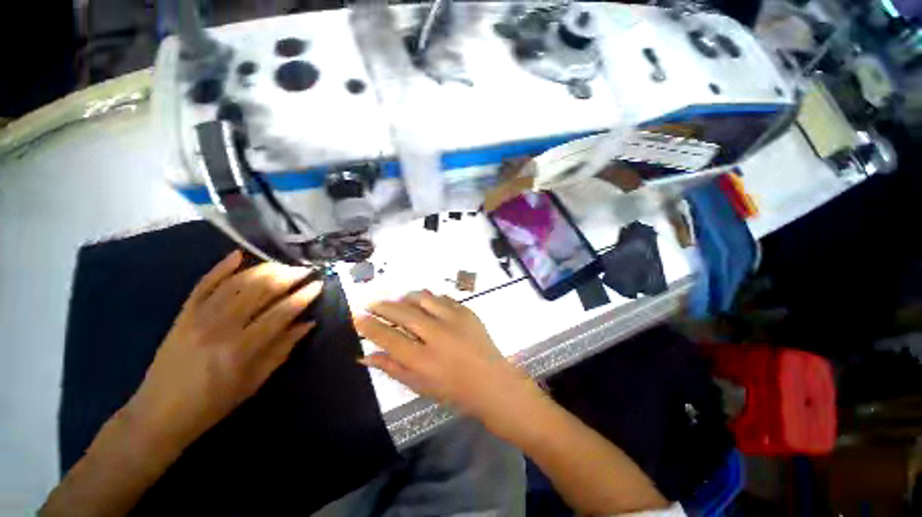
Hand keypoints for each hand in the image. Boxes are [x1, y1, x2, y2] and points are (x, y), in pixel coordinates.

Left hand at [125, 250, 322, 449]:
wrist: (159, 413)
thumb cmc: (213, 403)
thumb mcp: (254, 381)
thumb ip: (282, 349)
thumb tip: (308, 323)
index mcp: (241, 348)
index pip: (281, 312)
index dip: (303, 296)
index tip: (319, 284)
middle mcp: (220, 326)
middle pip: (259, 290)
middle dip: (287, 276)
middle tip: (305, 269)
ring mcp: (198, 317)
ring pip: (236, 282)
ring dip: (263, 269)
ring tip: (283, 264)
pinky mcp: (183, 314)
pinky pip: (203, 284)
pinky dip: (221, 268)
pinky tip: (238, 255)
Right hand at [354, 291, 542, 432]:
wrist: (491, 381)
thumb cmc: (453, 389)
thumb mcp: (419, 385)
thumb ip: (391, 368)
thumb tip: (365, 356)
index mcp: (423, 360)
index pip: (388, 337)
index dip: (370, 326)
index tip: (358, 317)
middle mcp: (437, 335)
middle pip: (403, 313)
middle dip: (383, 306)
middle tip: (373, 303)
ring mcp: (454, 320)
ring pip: (422, 298)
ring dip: (406, 297)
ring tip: (398, 300)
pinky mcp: (467, 311)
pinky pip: (442, 298)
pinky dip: (428, 298)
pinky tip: (423, 302)